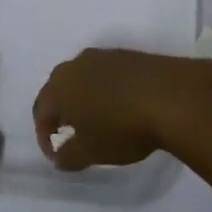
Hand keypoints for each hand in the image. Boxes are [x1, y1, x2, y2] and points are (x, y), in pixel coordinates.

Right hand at [33, 48, 191, 170]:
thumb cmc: (123, 127)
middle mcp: (75, 66)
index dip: (44, 136)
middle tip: (71, 134)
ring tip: (96, 119)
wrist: (171, 95)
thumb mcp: (92, 152)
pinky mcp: (126, 54)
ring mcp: (102, 56)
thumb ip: (69, 156)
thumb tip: (58, 156)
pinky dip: (104, 88)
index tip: (57, 155)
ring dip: (83, 98)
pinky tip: (119, 104)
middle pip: (57, 89)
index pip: (40, 112)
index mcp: (59, 88)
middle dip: (60, 112)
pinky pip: (105, 72)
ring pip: (81, 78)